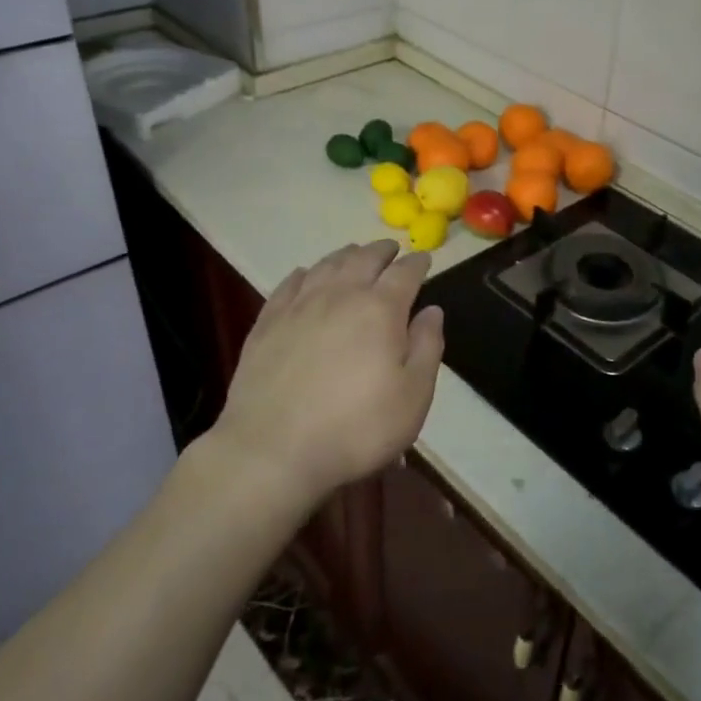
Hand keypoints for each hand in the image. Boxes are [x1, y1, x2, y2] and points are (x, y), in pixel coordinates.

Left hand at [211, 241, 443, 509]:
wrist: (272, 450)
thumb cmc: (356, 428)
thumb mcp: (413, 396)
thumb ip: (427, 347)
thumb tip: (432, 311)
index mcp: (380, 309)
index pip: (405, 273)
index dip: (418, 263)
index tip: (425, 259)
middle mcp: (340, 295)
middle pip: (364, 258)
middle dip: (382, 250)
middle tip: (392, 249)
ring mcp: (299, 306)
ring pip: (327, 264)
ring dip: (346, 255)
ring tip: (355, 254)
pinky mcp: (267, 322)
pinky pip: (290, 284)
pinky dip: (306, 273)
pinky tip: (307, 275)